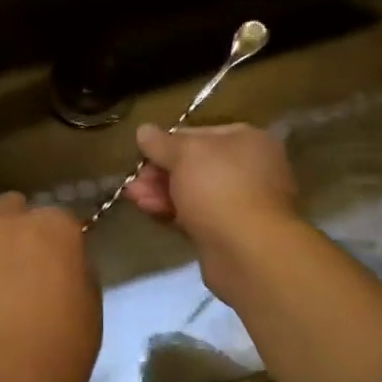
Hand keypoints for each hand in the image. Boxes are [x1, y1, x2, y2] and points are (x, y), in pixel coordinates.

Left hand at [0, 193, 100, 381]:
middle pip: (10, 206)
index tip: (63, 260)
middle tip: (26, 259)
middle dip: (17, 224)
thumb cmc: (66, 338)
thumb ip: (74, 269)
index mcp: (54, 225)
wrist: (10, 377)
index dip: (60, 237)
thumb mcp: (90, 298)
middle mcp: (10, 226)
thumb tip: (62, 265)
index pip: (60, 216)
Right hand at [123, 123, 298, 246]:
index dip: (168, 142)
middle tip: (134, 179)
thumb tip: (143, 130)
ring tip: (132, 196)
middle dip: (160, 171)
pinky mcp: (229, 233)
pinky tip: (147, 210)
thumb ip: (162, 143)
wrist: (248, 252)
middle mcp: (249, 168)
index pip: (200, 134)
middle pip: (195, 165)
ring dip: (161, 191)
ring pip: (193, 192)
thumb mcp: (185, 154)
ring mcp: (241, 203)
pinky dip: (172, 211)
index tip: (142, 152)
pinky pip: (196, 216)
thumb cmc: (220, 187)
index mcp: (247, 140)